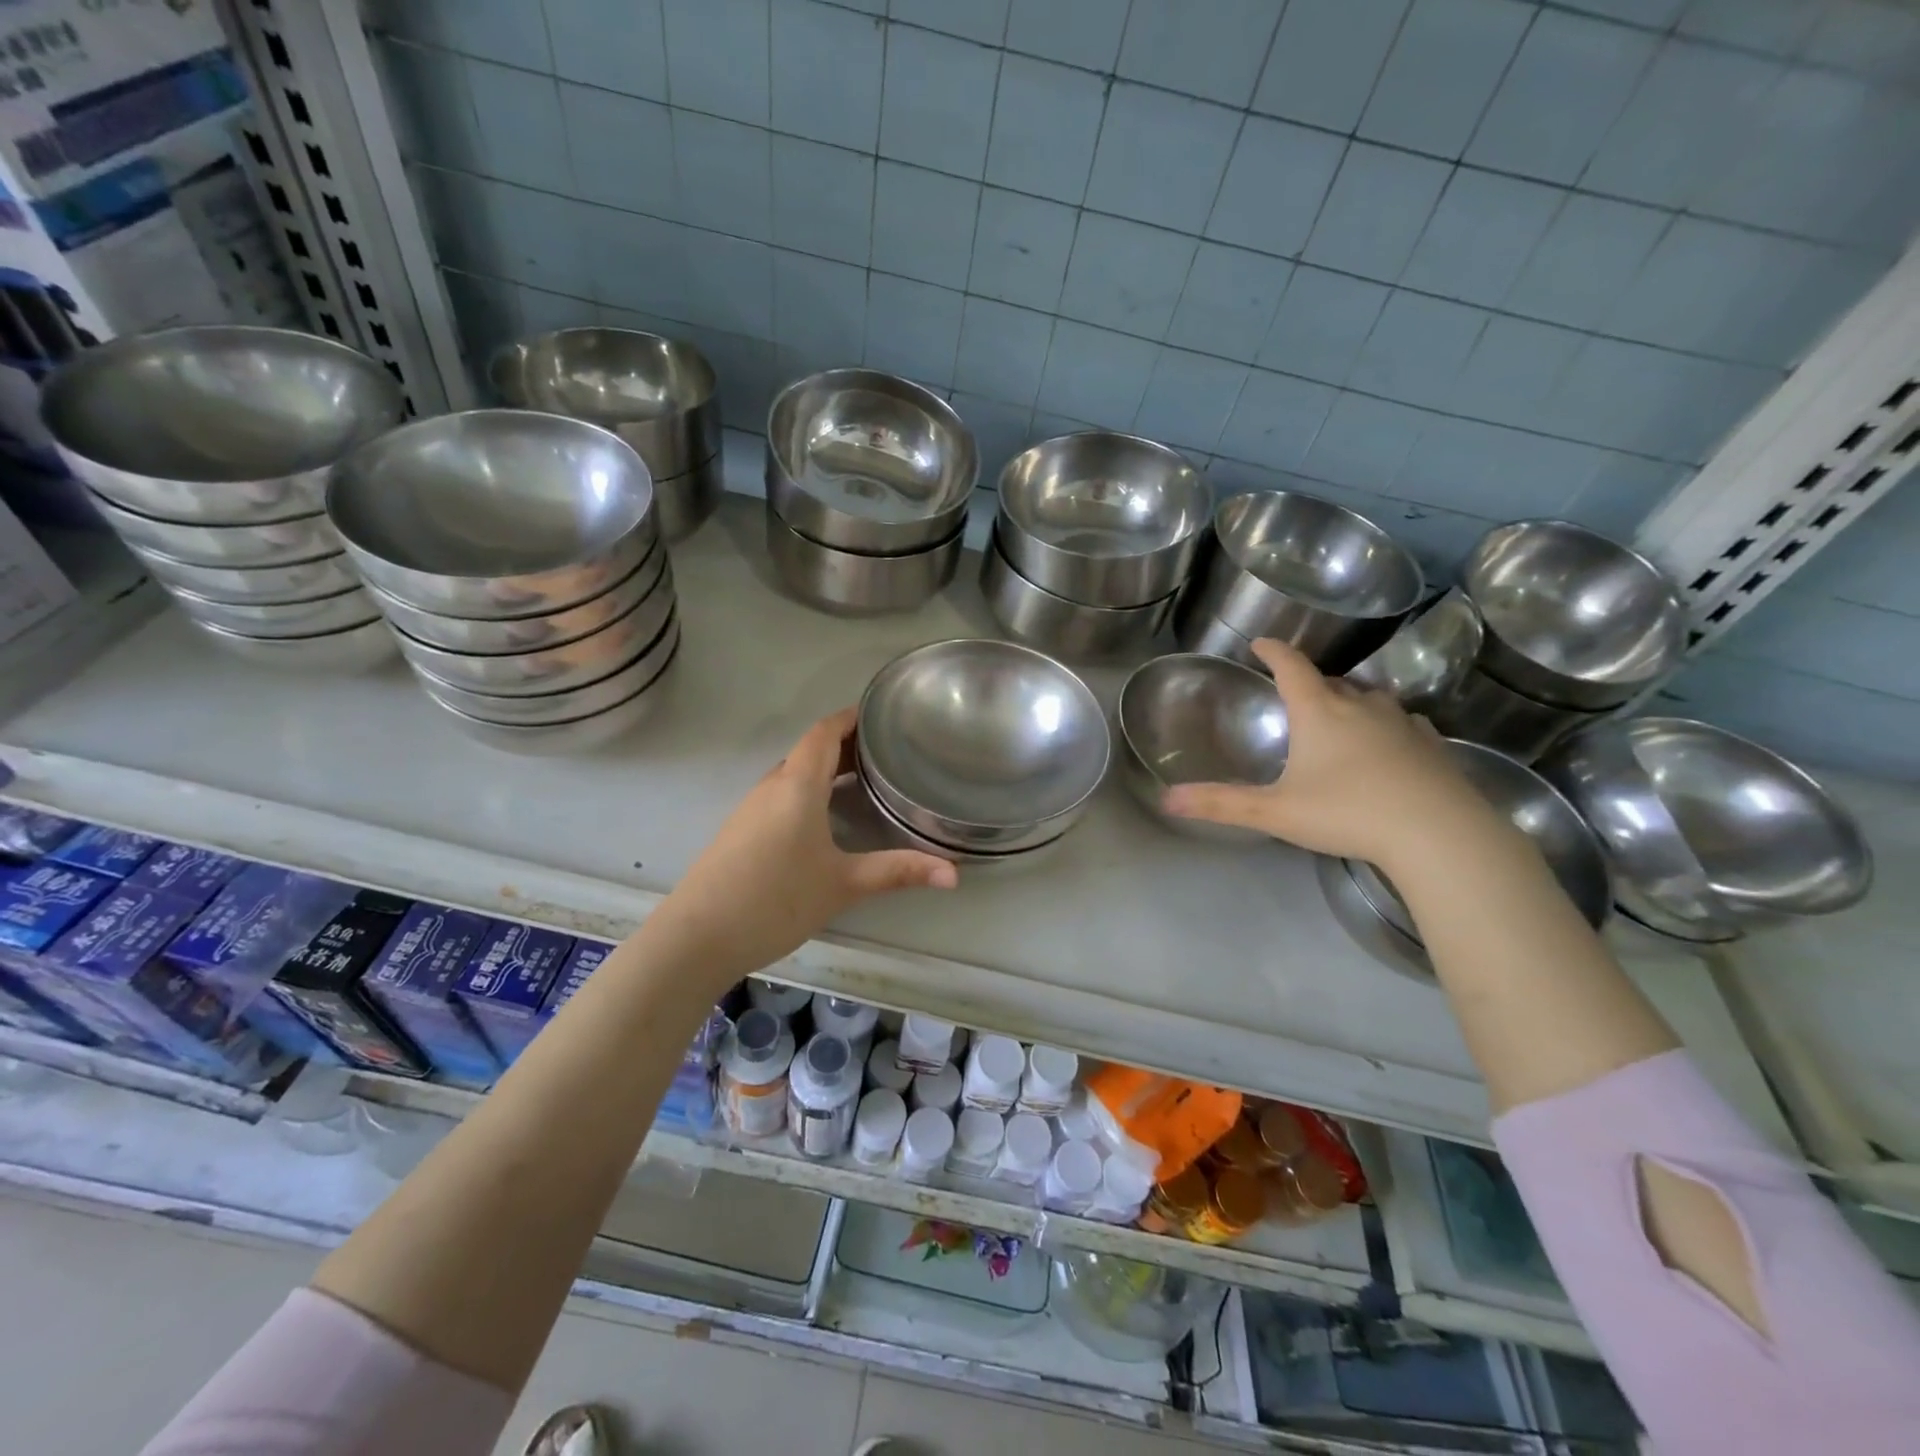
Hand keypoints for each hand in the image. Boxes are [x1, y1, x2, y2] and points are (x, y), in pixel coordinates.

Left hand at [638, 708, 956, 984]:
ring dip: (826, 769)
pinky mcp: (740, 830)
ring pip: (793, 774)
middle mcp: (772, 786)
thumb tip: (954, 874)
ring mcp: (750, 808)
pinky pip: (780, 794)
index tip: (881, 716)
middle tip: (886, 753)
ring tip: (863, 780)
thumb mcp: (843, 885)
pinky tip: (823, 818)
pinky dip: (808, 790)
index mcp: (798, 785)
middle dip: (846, 745)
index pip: (823, 732)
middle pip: (810, 750)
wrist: (696, 937)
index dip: (850, 718)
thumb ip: (898, 872)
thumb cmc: (776, 899)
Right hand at [1163, 638, 1491, 868]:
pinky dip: (1388, 727)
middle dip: (1311, 685)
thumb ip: (1221, 804)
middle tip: (1295, 699)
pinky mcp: (1432, 745)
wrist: (1438, 834)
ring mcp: (1402, 723)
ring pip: (1370, 700)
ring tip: (1340, 721)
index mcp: (1320, 712)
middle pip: (1331, 683)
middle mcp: (1361, 706)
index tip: (1261, 643)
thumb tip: (1167, 799)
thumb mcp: (1275, 811)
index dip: (1273, 652)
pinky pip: (1404, 724)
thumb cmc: (1348, 813)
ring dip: (1351, 704)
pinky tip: (1389, 746)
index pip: (1291, 667)